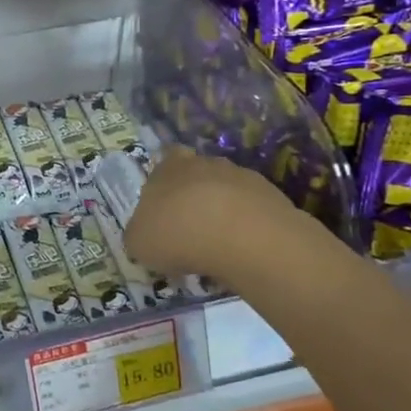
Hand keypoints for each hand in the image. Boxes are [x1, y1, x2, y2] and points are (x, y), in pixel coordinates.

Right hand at [122, 147, 294, 279]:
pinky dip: (247, 227)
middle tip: (190, 231)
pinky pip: (253, 210)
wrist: (242, 238)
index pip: (165, 160)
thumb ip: (139, 233)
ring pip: (227, 192)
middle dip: (194, 198)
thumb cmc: (178, 234)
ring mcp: (241, 176)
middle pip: (197, 175)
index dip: (165, 182)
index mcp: (168, 167)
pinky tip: (243, 250)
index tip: (165, 209)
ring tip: (219, 247)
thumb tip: (146, 235)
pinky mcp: (272, 196)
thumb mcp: (139, 242)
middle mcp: (204, 163)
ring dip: (223, 212)